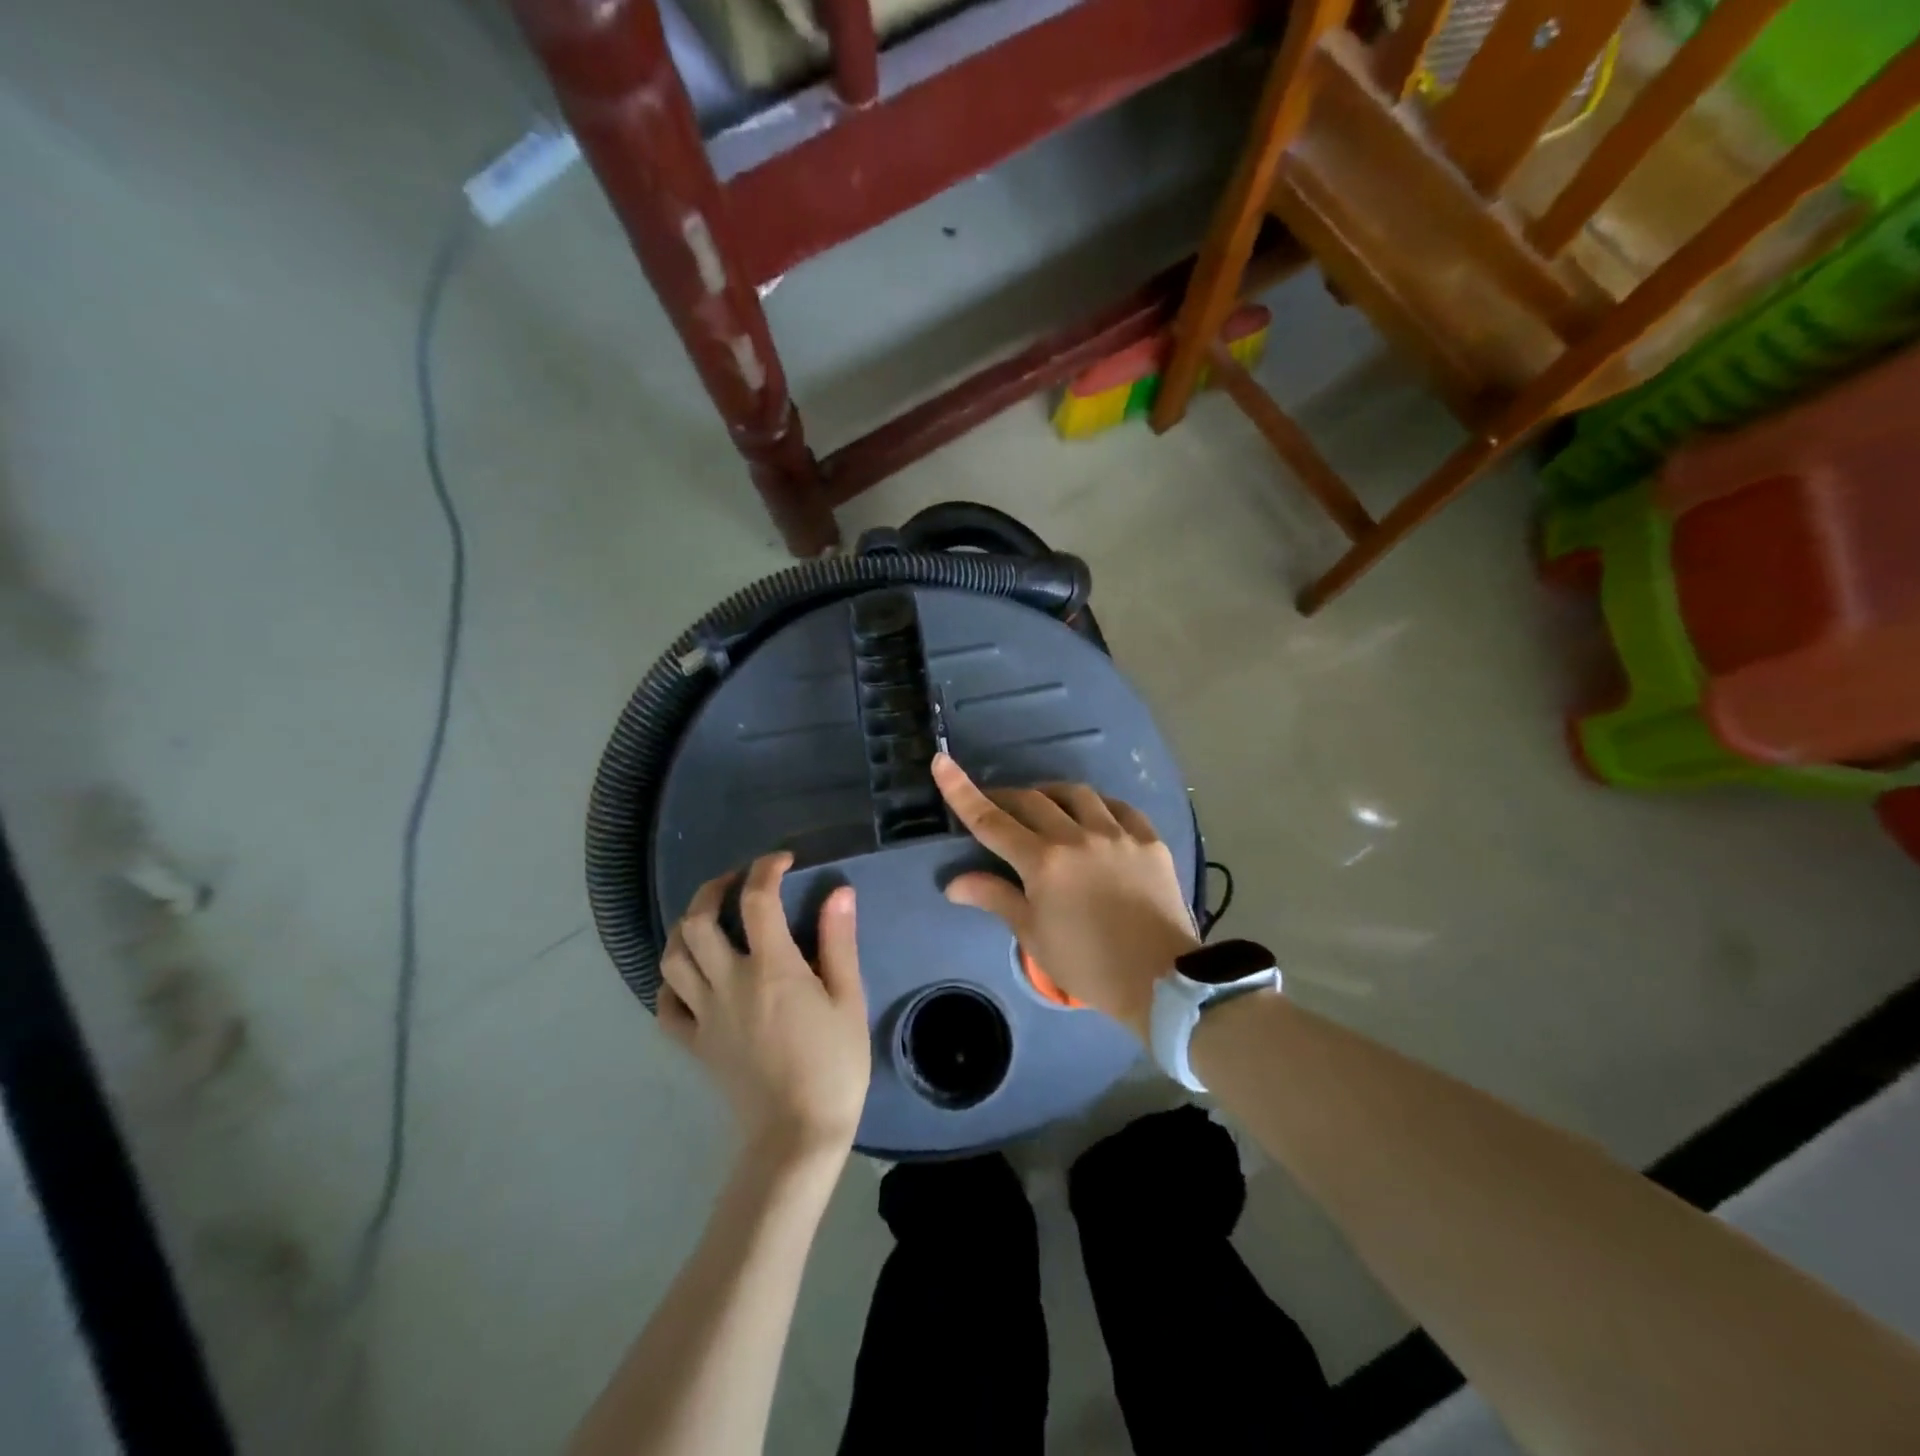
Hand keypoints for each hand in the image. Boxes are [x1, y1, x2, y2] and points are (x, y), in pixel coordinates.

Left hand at [659, 854, 870, 1167]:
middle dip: (713, 889)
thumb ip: (839, 942)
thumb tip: (838, 892)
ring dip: (685, 928)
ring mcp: (705, 1015)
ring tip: (708, 919)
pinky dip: (671, 983)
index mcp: (771, 968)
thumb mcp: (849, 1000)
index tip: (783, 861)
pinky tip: (690, 976)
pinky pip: (666, 1007)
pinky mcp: (694, 1045)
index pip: (756, 900)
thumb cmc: (834, 1066)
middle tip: (736, 881)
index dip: (766, 869)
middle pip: (698, 921)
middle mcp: (729, 982)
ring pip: (673, 958)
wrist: (797, 1136)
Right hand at [932, 753, 1198, 1040]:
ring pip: (1076, 794)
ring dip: (1052, 795)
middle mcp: (1077, 836)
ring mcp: (1117, 834)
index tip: (942, 762)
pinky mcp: (1148, 840)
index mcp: (1043, 862)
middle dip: (1007, 798)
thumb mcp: (1033, 935)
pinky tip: (1094, 817)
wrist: (1160, 980)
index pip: (992, 820)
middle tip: (997, 808)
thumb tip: (954, 882)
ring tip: (1045, 808)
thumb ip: (995, 898)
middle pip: (1032, 800)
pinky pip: (1119, 808)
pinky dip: (1098, 807)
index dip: (962, 791)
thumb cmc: (1087, 963)